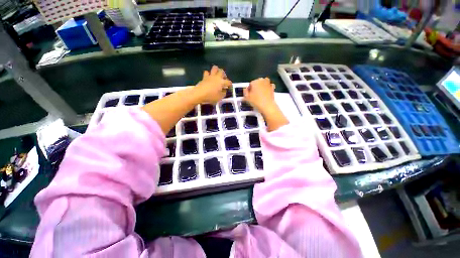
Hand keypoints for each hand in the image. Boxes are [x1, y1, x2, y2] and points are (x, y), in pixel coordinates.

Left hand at [194, 66, 231, 103]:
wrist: (199, 94)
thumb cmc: (211, 96)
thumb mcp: (219, 97)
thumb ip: (223, 93)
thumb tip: (224, 90)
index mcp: (222, 82)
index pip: (228, 82)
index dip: (230, 85)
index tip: (230, 87)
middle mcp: (217, 77)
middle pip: (222, 71)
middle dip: (224, 75)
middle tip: (224, 79)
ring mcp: (210, 76)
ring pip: (215, 68)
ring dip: (217, 71)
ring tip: (217, 76)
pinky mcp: (204, 77)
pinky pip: (207, 73)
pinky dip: (208, 74)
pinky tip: (209, 78)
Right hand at [243, 77, 276, 114]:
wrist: (267, 106)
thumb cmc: (256, 101)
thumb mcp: (247, 98)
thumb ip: (245, 92)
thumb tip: (245, 89)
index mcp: (255, 81)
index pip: (250, 84)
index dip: (249, 89)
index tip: (249, 94)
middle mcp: (262, 80)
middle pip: (257, 83)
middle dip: (255, 87)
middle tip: (254, 95)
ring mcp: (268, 83)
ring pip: (263, 83)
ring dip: (261, 87)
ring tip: (259, 94)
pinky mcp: (272, 87)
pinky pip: (268, 86)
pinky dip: (266, 88)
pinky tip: (265, 93)